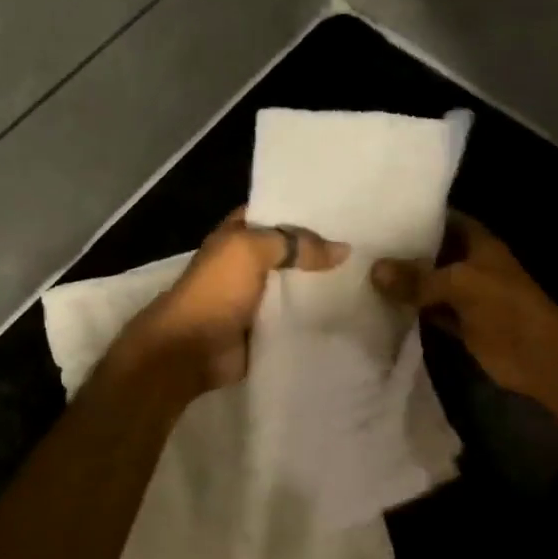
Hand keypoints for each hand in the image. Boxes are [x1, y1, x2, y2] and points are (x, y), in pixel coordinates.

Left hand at [114, 209, 348, 396]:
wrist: (191, 349)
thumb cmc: (216, 291)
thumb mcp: (252, 251)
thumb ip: (295, 244)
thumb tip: (343, 249)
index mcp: (237, 236)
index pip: (276, 213)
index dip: (305, 209)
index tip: (345, 209)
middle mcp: (248, 264)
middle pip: (291, 252)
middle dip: (321, 250)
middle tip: (367, 245)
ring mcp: (258, 299)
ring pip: (297, 286)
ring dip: (322, 285)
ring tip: (366, 278)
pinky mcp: (266, 330)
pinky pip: (297, 318)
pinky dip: (316, 316)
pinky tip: (349, 312)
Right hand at [371, 212, 557, 398]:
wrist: (537, 355)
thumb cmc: (505, 307)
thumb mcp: (460, 284)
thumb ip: (418, 278)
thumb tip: (375, 270)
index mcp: (478, 243)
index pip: (444, 220)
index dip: (417, 217)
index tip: (380, 214)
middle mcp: (470, 265)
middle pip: (432, 254)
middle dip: (403, 252)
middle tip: (360, 245)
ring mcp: (465, 296)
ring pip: (429, 285)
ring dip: (404, 284)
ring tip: (360, 272)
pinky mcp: (460, 324)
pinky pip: (429, 312)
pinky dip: (410, 312)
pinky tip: (380, 308)